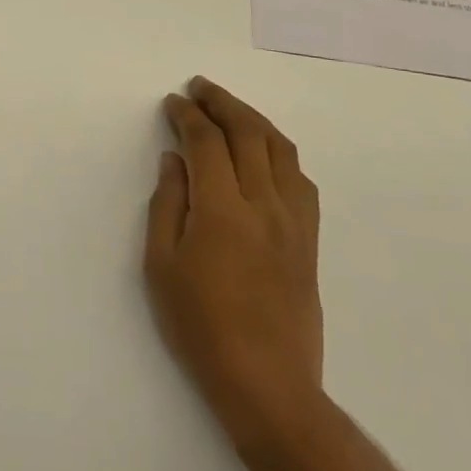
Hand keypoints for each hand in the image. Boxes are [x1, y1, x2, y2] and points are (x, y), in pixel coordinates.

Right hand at [146, 78, 323, 449]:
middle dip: (222, 102)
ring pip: (281, 150)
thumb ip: (167, 204)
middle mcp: (265, 205)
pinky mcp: (309, 240)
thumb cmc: (200, 325)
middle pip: (248, 133)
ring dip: (254, 119)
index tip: (172, 102)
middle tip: (199, 87)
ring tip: (230, 108)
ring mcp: (294, 222)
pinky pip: (299, 179)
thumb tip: (174, 160)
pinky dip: (279, 151)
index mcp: (222, 210)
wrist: (267, 383)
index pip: (206, 142)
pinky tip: (264, 152)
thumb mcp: (161, 265)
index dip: (187, 115)